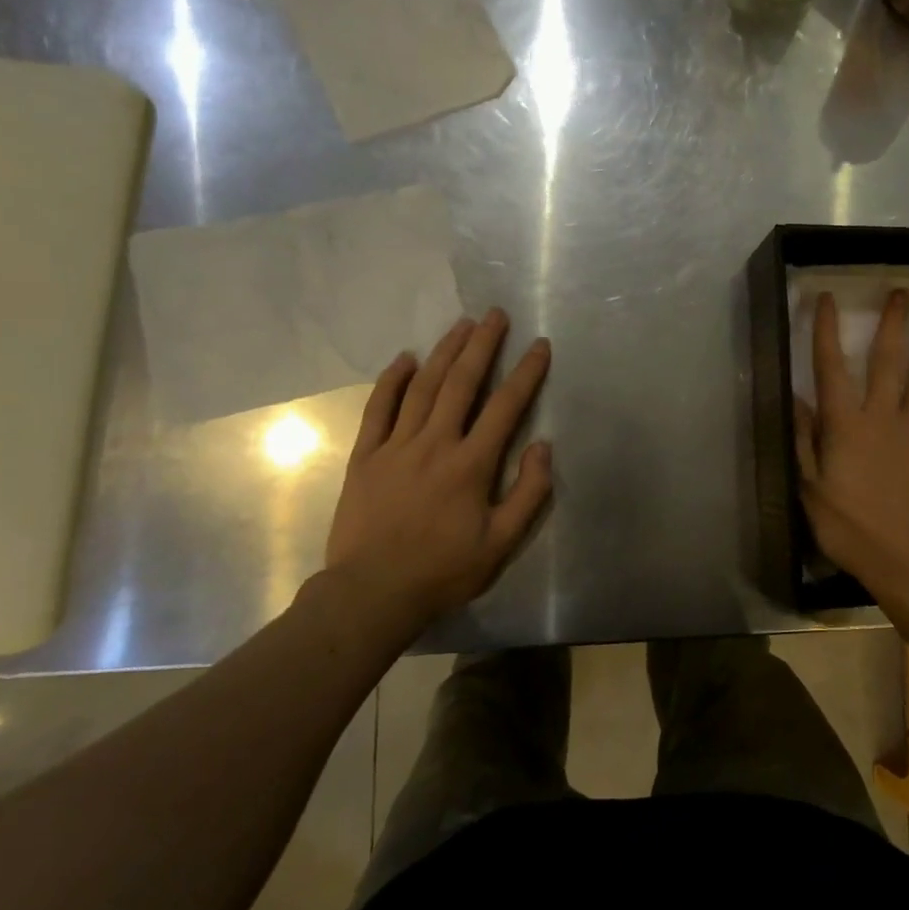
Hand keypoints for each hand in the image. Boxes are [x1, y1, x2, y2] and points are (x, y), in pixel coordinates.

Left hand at [320, 309, 552, 635]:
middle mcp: (435, 444)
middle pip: (462, 383)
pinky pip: (379, 409)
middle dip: (482, 344)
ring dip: (444, 352)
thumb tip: (543, 447)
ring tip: (462, 324)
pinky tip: (406, 358)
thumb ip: (529, 493)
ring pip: (423, 387)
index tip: (539, 345)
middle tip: (496, 314)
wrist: (371, 594)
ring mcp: (395, 447)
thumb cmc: (443, 571)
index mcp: (471, 464)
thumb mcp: (501, 543)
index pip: (505, 406)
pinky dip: (392, 380)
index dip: (526, 373)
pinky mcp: (365, 457)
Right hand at [794, 290, 908, 592]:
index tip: (829, 299)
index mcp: (845, 425)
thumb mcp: (812, 491)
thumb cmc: (853, 529)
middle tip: (903, 293)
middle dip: (892, 324)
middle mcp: (882, 416)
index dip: (828, 332)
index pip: (831, 368)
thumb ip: (805, 442)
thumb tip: (797, 401)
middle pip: (887, 361)